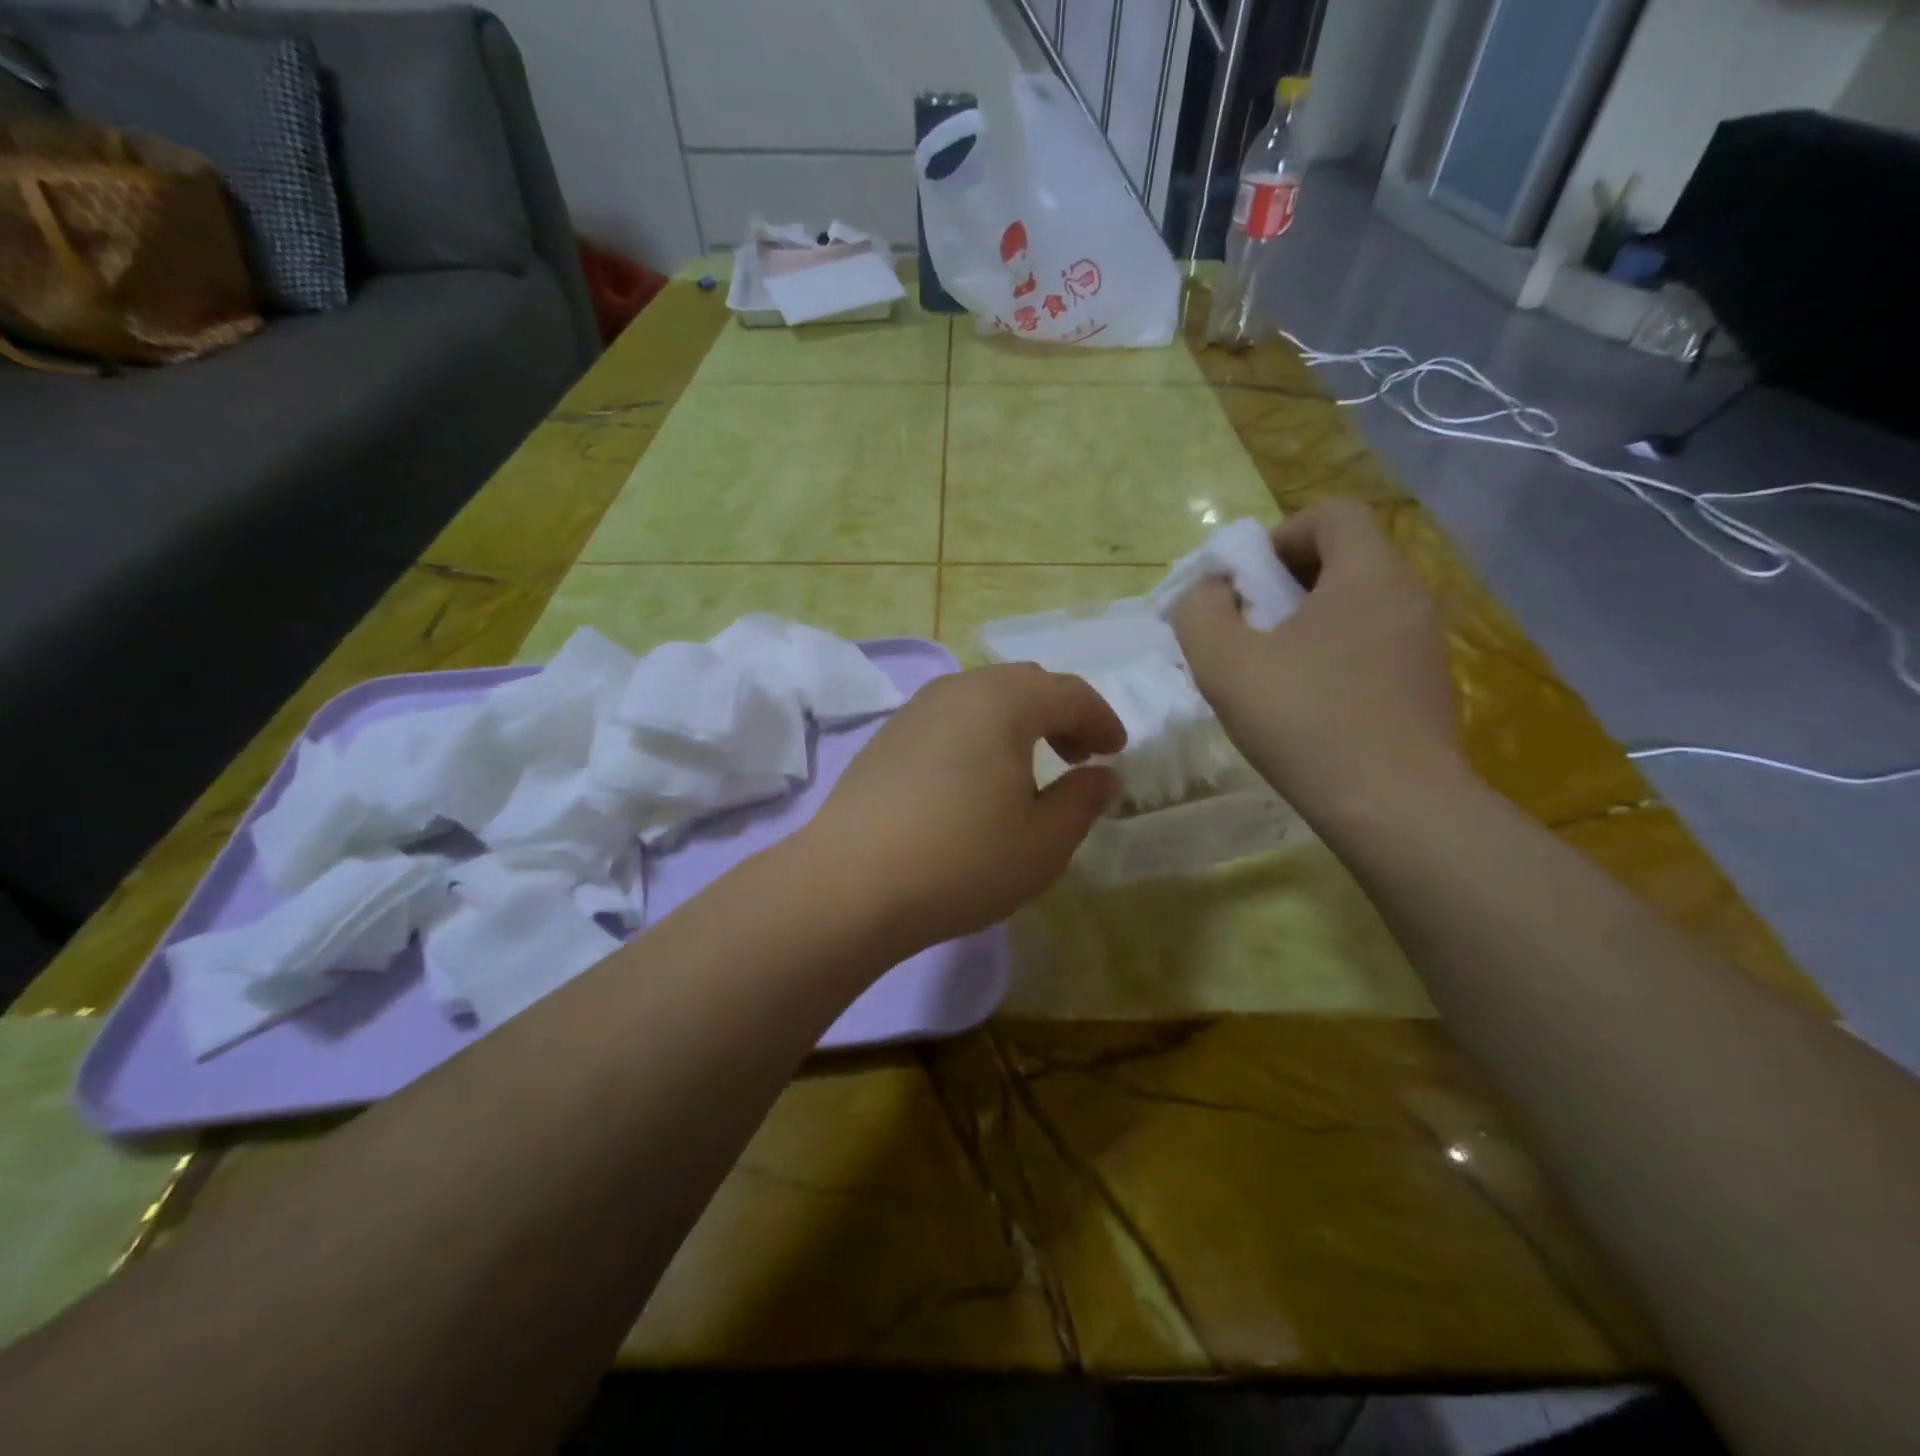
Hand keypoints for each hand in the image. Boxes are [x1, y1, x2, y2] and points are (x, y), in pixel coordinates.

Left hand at [801, 664, 1124, 950]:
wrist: (850, 884)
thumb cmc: (962, 860)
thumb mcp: (1044, 842)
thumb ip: (1083, 800)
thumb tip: (1103, 775)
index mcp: (1004, 701)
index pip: (1068, 692)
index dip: (1101, 719)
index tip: (1115, 751)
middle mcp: (958, 690)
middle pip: (1023, 684)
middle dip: (1060, 715)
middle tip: (1077, 756)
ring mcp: (915, 710)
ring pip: (982, 699)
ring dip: (1017, 723)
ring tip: (1028, 769)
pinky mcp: (886, 737)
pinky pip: (949, 720)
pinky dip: (978, 735)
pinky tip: (975, 780)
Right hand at [1171, 500, 1457, 806]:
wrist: (1395, 808)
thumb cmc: (1305, 722)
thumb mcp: (1224, 663)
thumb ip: (1201, 612)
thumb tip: (1212, 591)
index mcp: (1368, 575)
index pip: (1332, 514)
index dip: (1280, 535)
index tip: (1246, 583)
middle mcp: (1409, 597)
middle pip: (1345, 559)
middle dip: (1286, 582)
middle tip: (1248, 628)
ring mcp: (1425, 645)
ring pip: (1358, 607)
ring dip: (1308, 623)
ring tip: (1270, 672)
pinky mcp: (1427, 688)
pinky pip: (1373, 647)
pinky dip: (1334, 656)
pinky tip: (1307, 706)